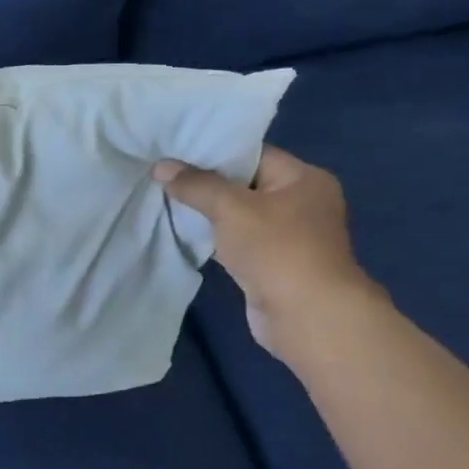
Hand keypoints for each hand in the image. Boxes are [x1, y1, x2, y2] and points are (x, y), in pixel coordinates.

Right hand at [153, 145, 381, 356]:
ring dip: (206, 212)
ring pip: (237, 214)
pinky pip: (236, 240)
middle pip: (243, 183)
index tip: (173, 151)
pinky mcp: (272, 263)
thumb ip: (195, 184)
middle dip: (204, 182)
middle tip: (162, 174)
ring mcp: (288, 236)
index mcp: (303, 178)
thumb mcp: (230, 207)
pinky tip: (182, 231)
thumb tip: (160, 166)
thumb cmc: (276, 250)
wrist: (308, 317)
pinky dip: (213, 237)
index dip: (212, 152)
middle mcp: (300, 202)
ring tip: (165, 199)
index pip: (252, 154)